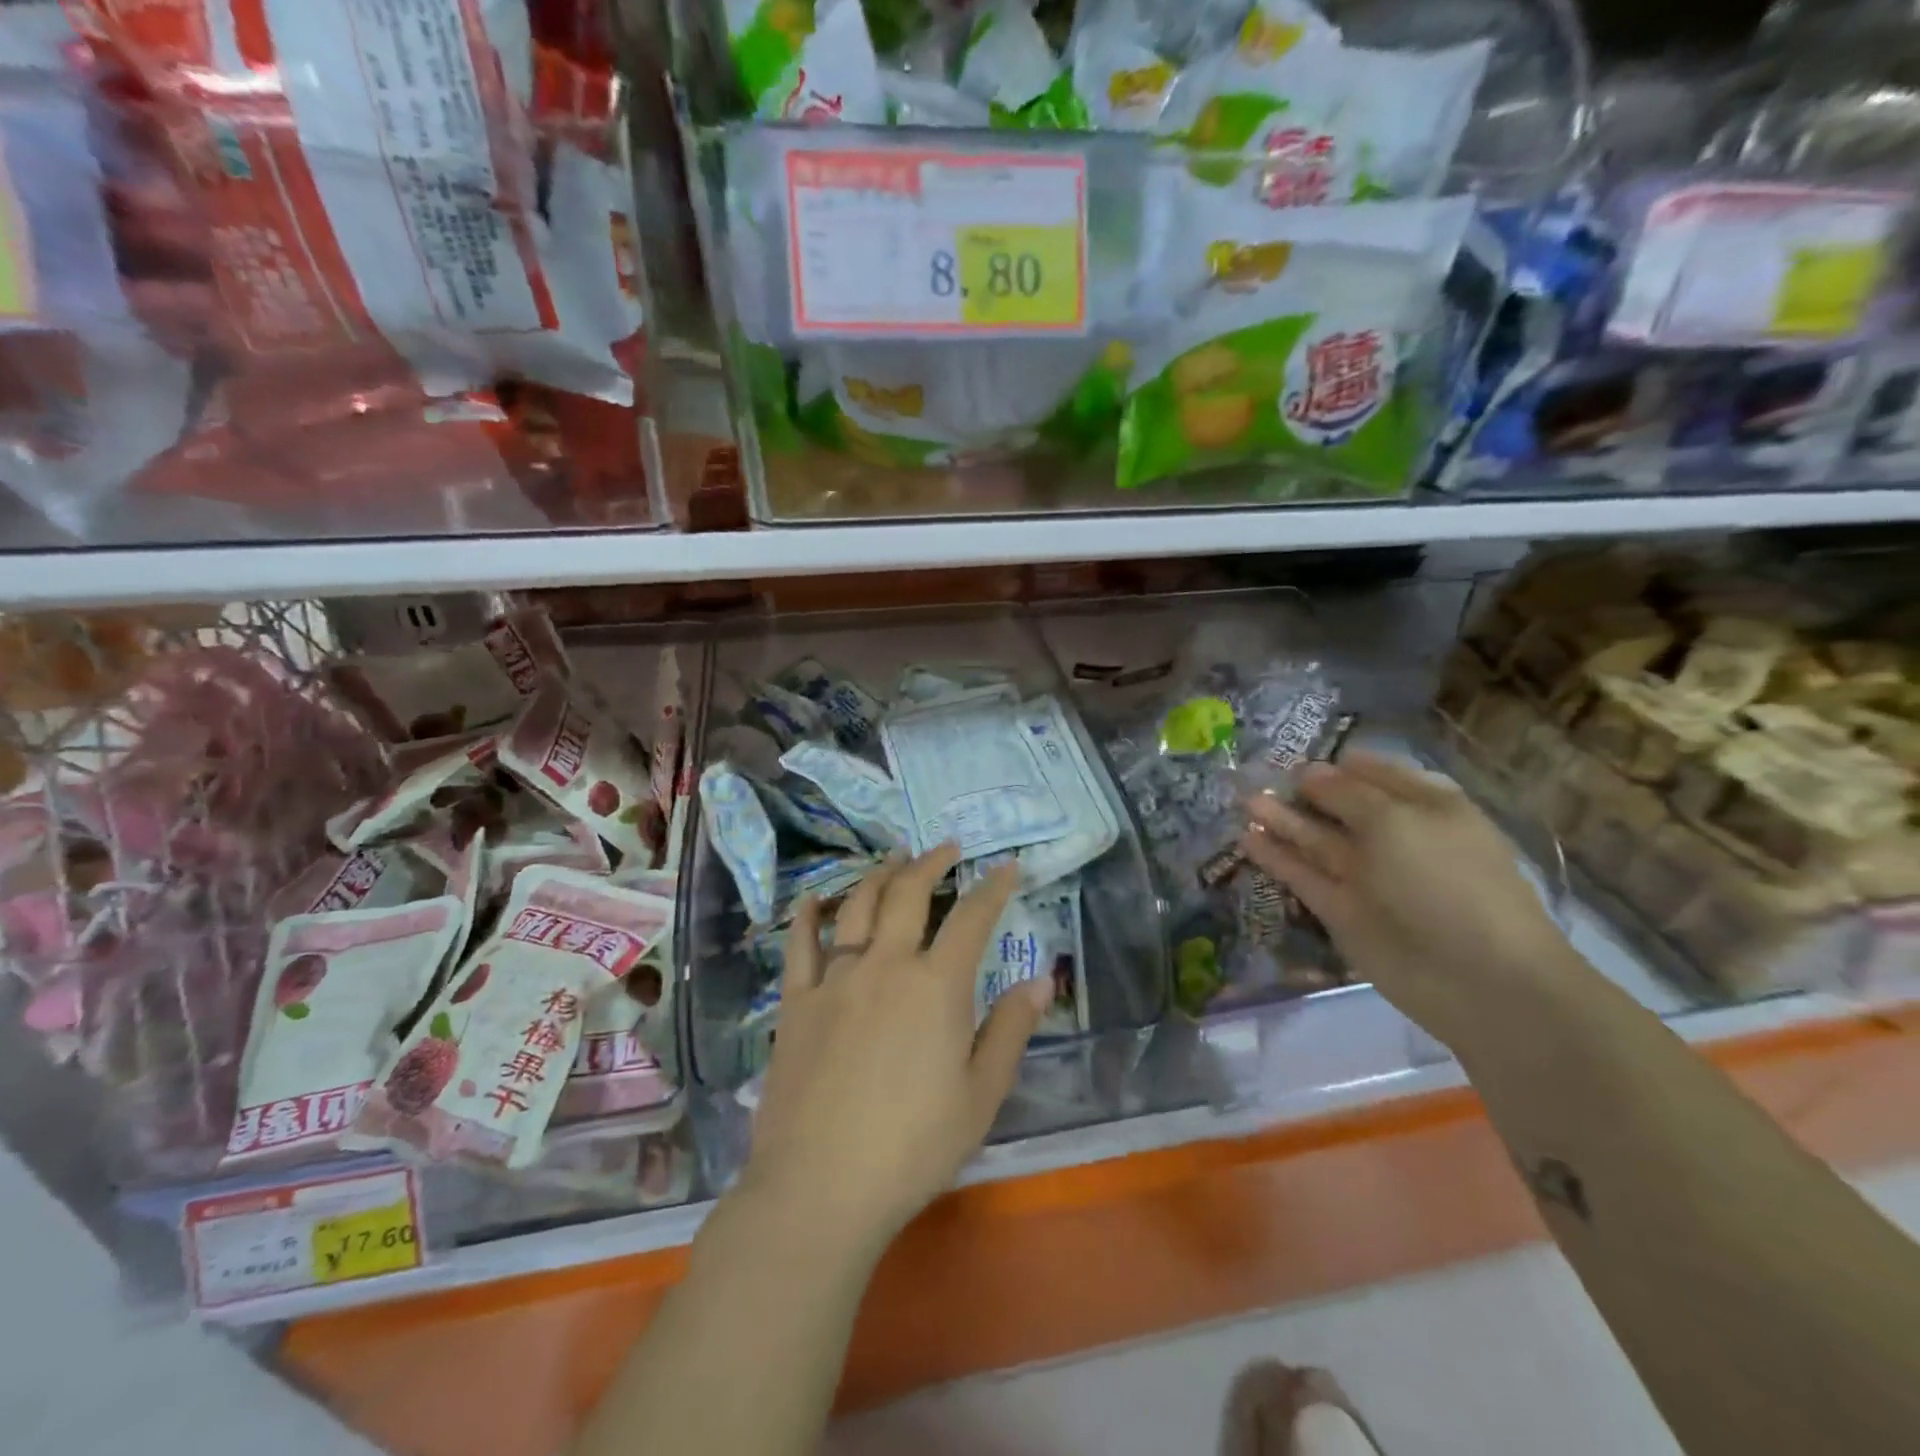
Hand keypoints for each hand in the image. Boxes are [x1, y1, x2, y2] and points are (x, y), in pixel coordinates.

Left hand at [740, 847, 1048, 1254]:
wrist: (820, 1187)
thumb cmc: (913, 1148)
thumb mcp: (981, 1096)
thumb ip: (1010, 1030)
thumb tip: (1040, 979)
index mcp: (937, 986)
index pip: (972, 918)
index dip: (993, 887)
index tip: (1006, 867)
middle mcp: (886, 965)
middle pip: (909, 894)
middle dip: (931, 863)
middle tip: (945, 847)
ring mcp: (836, 979)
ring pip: (857, 907)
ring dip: (879, 875)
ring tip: (893, 858)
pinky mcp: (797, 1002)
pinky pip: (800, 945)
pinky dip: (809, 915)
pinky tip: (815, 899)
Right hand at [1239, 750, 1571, 1049]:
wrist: (1476, 977)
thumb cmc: (1447, 880)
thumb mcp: (1397, 821)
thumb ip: (1346, 793)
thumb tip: (1308, 772)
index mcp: (1423, 807)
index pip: (1373, 773)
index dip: (1337, 763)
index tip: (1295, 753)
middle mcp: (1393, 836)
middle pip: (1339, 805)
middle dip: (1302, 790)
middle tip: (1258, 776)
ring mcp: (1366, 875)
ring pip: (1316, 840)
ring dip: (1282, 820)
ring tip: (1245, 801)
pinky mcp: (1342, 909)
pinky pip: (1304, 876)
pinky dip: (1277, 858)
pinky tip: (1246, 838)